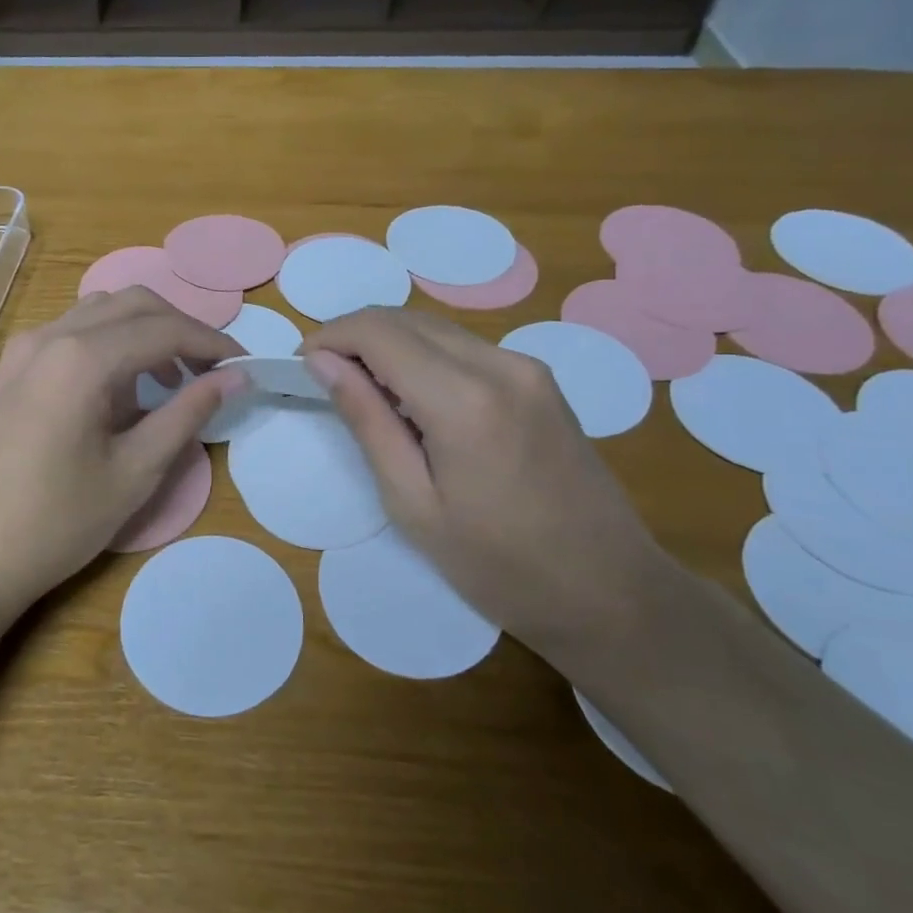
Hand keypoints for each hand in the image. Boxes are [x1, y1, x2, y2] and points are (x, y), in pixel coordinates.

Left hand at [0, 288, 247, 623]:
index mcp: (83, 357)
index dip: (211, 342)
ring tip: (169, 380)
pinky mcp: (8, 371)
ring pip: (98, 313)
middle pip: (132, 304)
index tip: (243, 366)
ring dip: (143, 332)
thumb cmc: (54, 523)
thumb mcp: (134, 472)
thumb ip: (187, 414)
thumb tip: (235, 378)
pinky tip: (117, 390)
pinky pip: (69, 334)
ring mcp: (22, 350)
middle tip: (211, 370)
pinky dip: (108, 344)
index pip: (164, 329)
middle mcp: (50, 337)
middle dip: (180, 328)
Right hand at [303, 308, 666, 660]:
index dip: (330, 337)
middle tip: (323, 378)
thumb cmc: (499, 566)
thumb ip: (366, 421)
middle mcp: (499, 364)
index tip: (300, 365)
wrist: (611, 593)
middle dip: (354, 336)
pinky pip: (464, 347)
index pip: (377, 332)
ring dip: (388, 344)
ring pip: (435, 328)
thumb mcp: (412, 503)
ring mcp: (527, 367)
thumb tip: (322, 363)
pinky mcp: (540, 380)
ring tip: (363, 392)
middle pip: (405, 319)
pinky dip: (424, 357)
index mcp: (463, 398)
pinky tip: (413, 400)